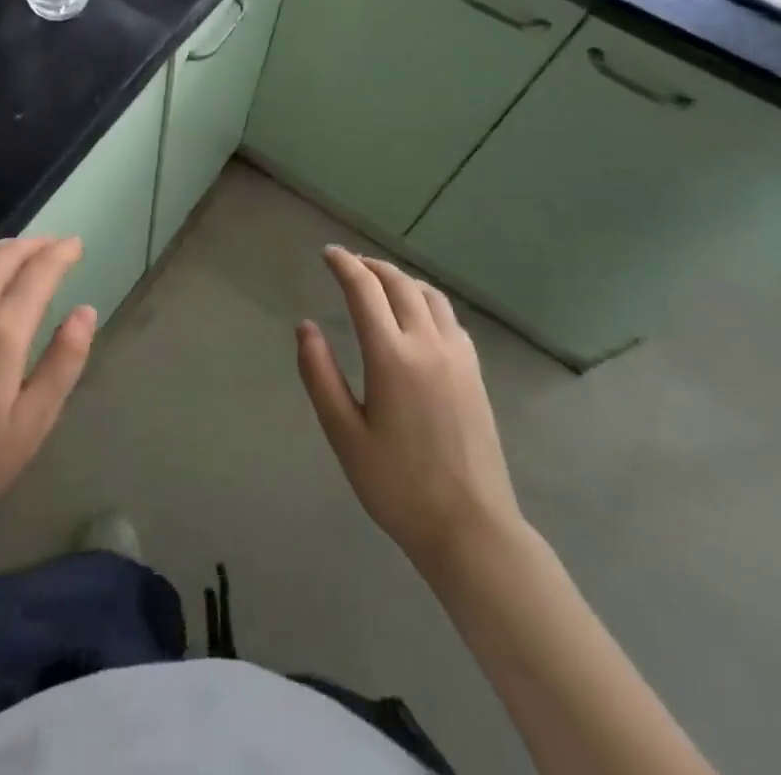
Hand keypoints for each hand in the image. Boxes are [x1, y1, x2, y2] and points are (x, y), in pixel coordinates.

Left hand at [0, 238, 94, 533]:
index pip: (37, 272)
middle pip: (3, 256)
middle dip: (34, 245)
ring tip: (19, 253)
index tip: (76, 245)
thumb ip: (64, 360)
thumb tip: (86, 311)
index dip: (60, 253)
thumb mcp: (35, 420)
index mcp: (0, 333)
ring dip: (0, 247)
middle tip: (54, 247)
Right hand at [297, 246, 524, 577]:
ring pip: (429, 295)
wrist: (471, 528)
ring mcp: (458, 356)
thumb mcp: (344, 434)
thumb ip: (320, 375)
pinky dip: (426, 299)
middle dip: (371, 266)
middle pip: (399, 283)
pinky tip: (416, 314)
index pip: (364, 290)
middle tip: (348, 263)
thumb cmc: (398, 485)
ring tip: (379, 281)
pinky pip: (448, 316)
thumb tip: (306, 327)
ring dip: (401, 278)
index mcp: (392, 356)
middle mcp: (428, 344)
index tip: (328, 253)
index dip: (344, 265)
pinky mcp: (475, 372)